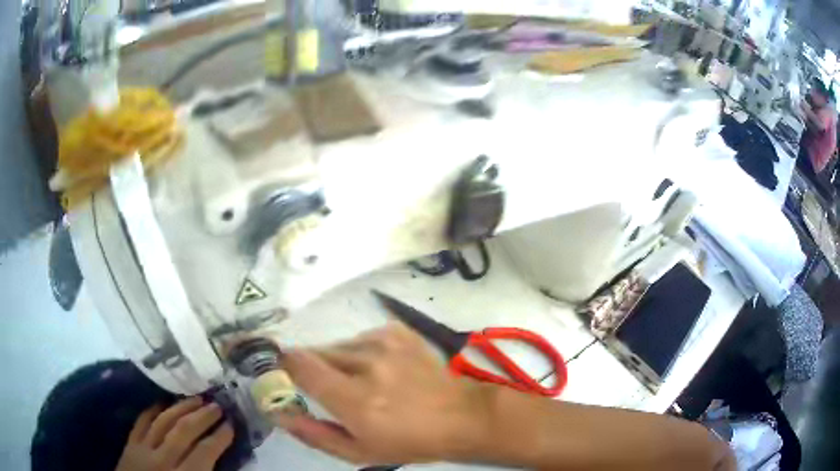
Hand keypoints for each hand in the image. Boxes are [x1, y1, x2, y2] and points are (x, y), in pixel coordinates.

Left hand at [116, 397, 233, 470]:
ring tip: (196, 398)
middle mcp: (162, 460)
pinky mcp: (130, 443)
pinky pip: (141, 421)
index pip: (203, 453)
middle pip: (183, 432)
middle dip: (202, 417)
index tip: (231, 425)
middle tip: (217, 405)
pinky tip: (164, 402)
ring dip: (181, 407)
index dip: (219, 437)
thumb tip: (219, 459)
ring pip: (163, 421)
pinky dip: (153, 409)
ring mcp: (142, 449)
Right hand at [275, 323, 494, 464]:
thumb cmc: (408, 442)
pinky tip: (380, 369)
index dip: (282, 364)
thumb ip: (314, 433)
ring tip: (361, 382)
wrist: (461, 416)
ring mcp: (385, 343)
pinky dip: (360, 352)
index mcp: (354, 399)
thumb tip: (278, 413)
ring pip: (338, 345)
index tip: (280, 372)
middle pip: (315, 352)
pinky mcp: (398, 332)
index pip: (299, 364)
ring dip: (337, 361)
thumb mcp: (359, 451)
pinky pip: (361, 337)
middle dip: (311, 368)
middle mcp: (366, 363)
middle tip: (329, 389)